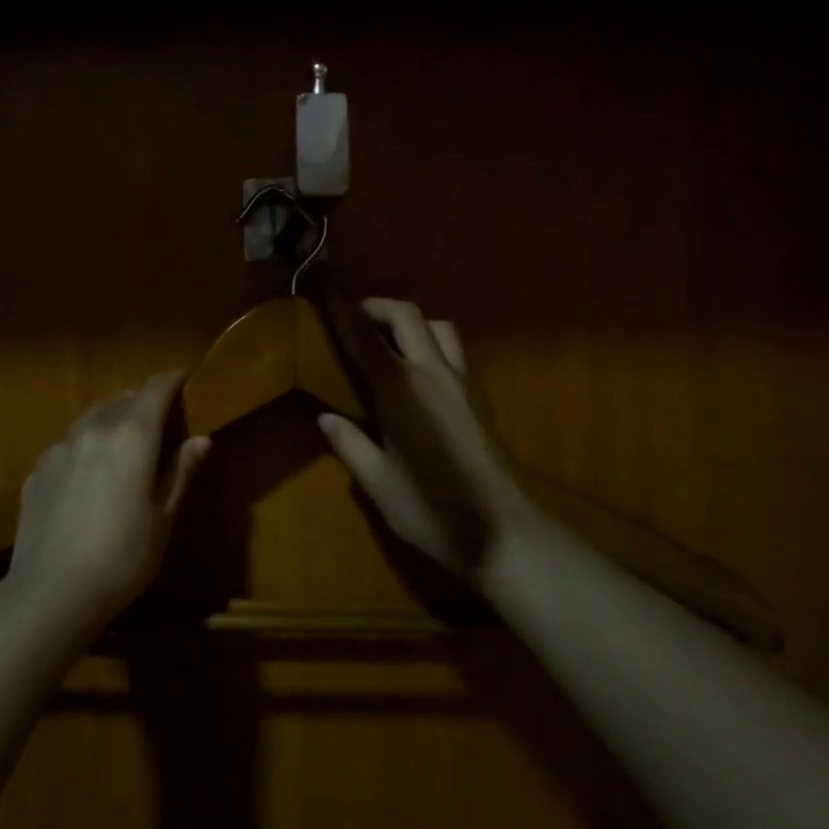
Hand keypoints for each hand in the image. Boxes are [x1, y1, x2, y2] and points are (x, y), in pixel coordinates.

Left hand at [6, 373, 209, 629]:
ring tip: (123, 440)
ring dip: (112, 417)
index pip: (155, 388)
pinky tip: (89, 471)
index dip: (172, 380)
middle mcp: (95, 428)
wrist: (52, 592)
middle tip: (159, 419)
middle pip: (122, 397)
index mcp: (133, 436)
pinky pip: (68, 440)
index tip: (185, 381)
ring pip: (92, 415)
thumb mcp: (163, 517)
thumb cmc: (123, 557)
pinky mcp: (38, 467)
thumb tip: (201, 438)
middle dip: (143, 400)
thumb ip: (181, 471)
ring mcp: (61, 446)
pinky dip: (86, 441)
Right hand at [317, 299, 540, 579]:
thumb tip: (325, 417)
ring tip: (387, 345)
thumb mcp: (377, 483)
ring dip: (410, 323)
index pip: (366, 337)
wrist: (503, 534)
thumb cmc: (432, 510)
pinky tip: (415, 377)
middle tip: (353, 320)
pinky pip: (453, 351)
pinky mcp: (478, 398)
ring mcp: (462, 383)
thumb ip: (350, 444)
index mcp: (401, 390)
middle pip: (408, 315)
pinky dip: (429, 345)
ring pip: (439, 327)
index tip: (325, 294)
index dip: (343, 312)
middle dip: (378, 307)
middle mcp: (433, 374)